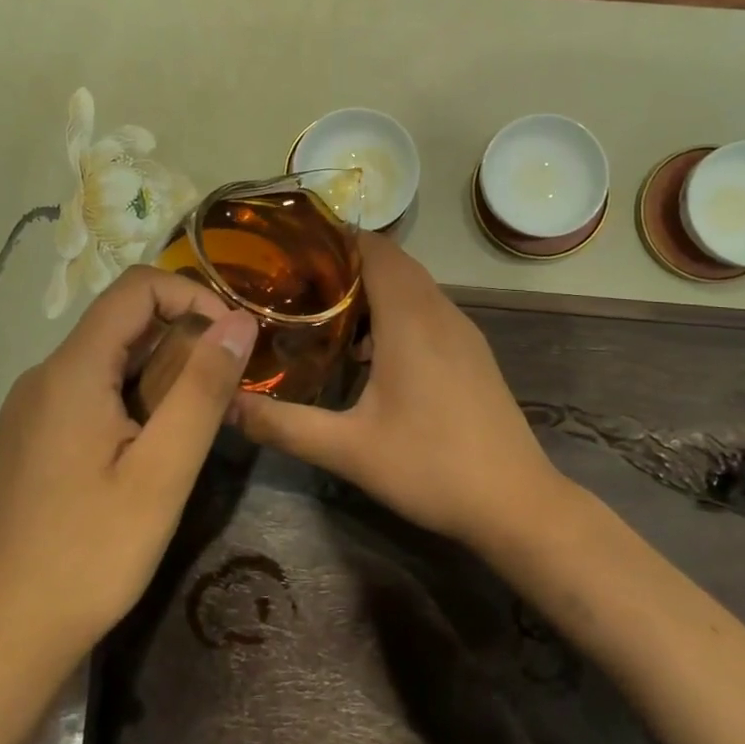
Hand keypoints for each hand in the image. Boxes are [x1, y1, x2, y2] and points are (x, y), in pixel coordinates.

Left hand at [0, 267, 257, 666]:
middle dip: (184, 340)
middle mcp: (44, 375)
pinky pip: (91, 390)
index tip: (233, 339)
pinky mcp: (32, 436)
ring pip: (110, 358)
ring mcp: (32, 407)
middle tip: (226, 391)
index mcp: (72, 371)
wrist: (4, 634)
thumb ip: (203, 388)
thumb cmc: (91, 553)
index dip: (192, 295)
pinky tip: (152, 449)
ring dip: (162, 373)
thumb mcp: (163, 471)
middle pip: (123, 322)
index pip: (137, 287)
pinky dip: (134, 398)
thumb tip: (239, 321)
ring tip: (197, 425)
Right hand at [232, 233, 562, 551]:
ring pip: (413, 286)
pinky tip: (370, 355)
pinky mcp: (472, 352)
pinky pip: (428, 310)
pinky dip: (396, 312)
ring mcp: (462, 331)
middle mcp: (439, 311)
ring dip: (373, 289)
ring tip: (325, 314)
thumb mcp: (348, 450)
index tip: (292, 250)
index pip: (375, 249)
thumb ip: (284, 425)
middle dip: (346, 264)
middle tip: (296, 283)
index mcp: (410, 319)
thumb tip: (228, 407)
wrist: (516, 503)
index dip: (335, 240)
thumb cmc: (431, 467)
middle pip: (393, 262)